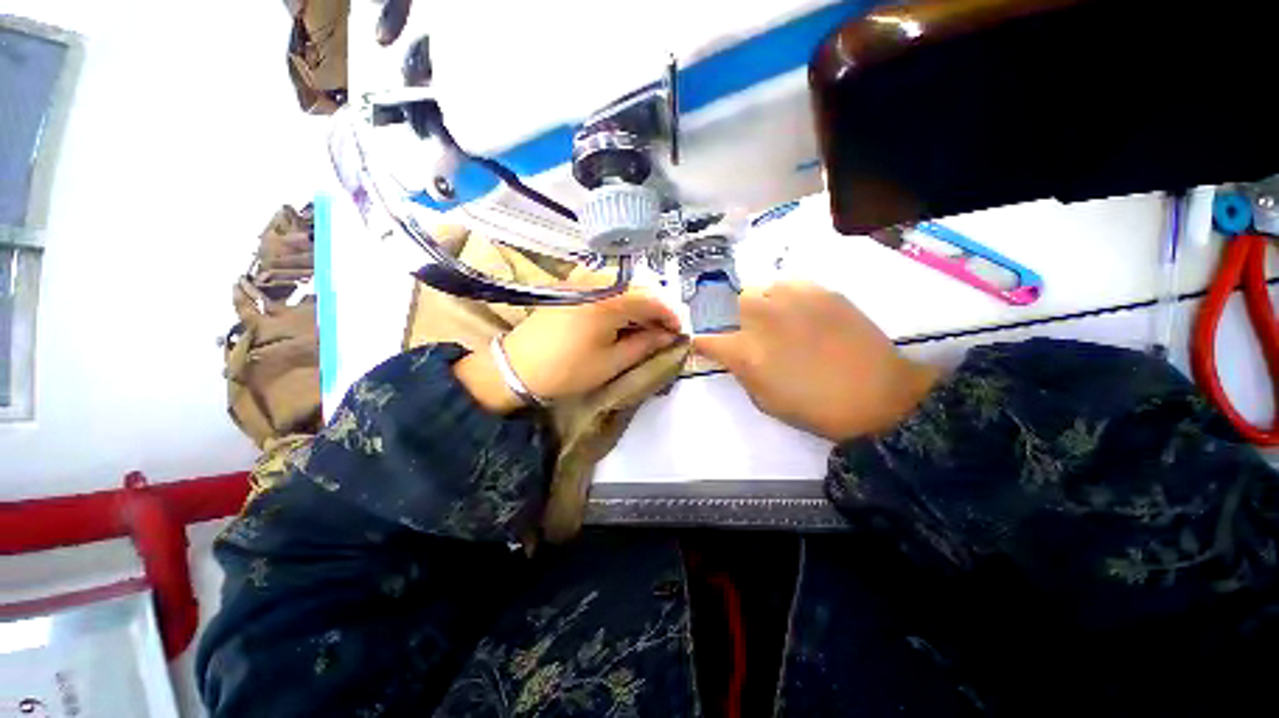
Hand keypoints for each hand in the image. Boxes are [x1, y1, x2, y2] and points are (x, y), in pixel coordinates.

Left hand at [454, 287, 681, 413]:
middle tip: (665, 331)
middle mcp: (599, 280)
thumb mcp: (613, 362)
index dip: (672, 315)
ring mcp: (584, 278)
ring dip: (641, 304)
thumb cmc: (568, 369)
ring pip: (626, 285)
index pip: (654, 299)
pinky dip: (622, 299)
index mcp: (611, 300)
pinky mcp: (573, 283)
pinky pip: (608, 285)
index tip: (680, 332)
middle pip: (642, 288)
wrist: (518, 366)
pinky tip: (624, 316)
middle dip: (658, 309)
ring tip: (646, 327)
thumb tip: (669, 335)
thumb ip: (646, 344)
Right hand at [694, 281, 940, 440]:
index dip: (703, 342)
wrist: (877, 395)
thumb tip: (733, 355)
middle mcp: (763, 318)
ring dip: (766, 303)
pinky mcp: (821, 291)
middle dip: (742, 316)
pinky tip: (805, 312)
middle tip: (759, 331)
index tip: (705, 344)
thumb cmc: (815, 407)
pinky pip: (792, 283)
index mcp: (746, 352)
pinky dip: (790, 296)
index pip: (708, 339)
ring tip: (784, 319)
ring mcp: (793, 300)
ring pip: (764, 287)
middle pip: (737, 301)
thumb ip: (742, 373)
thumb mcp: (765, 401)